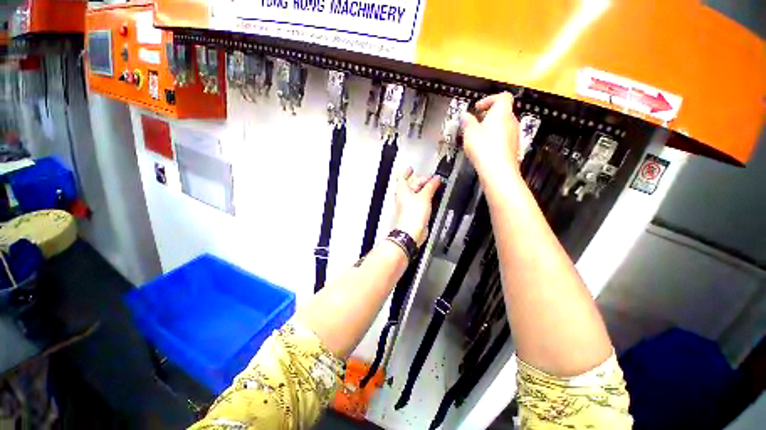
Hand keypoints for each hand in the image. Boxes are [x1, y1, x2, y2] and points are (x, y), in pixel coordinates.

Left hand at [394, 167, 441, 246]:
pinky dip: (426, 199)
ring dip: (425, 190)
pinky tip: (432, 198)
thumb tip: (436, 179)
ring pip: (417, 194)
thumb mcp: (424, 196)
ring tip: (434, 187)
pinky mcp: (414, 212)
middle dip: (422, 181)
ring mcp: (409, 205)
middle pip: (412, 185)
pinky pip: (420, 202)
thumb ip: (431, 186)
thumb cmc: (411, 216)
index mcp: (402, 190)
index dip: (406, 171)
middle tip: (432, 179)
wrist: (411, 232)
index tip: (411, 168)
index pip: (402, 177)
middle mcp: (404, 197)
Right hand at [462, 92, 520, 183]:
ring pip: (503, 126)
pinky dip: (494, 139)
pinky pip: (503, 138)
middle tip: (474, 123)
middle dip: (488, 116)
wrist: (498, 170)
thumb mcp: (470, 133)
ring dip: (490, 128)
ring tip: (477, 137)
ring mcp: (514, 135)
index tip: (477, 108)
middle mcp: (512, 121)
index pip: (503, 97)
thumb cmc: (484, 147)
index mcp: (502, 112)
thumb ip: (467, 122)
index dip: (490, 100)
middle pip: (502, 112)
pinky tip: (484, 149)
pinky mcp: (513, 148)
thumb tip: (465, 115)